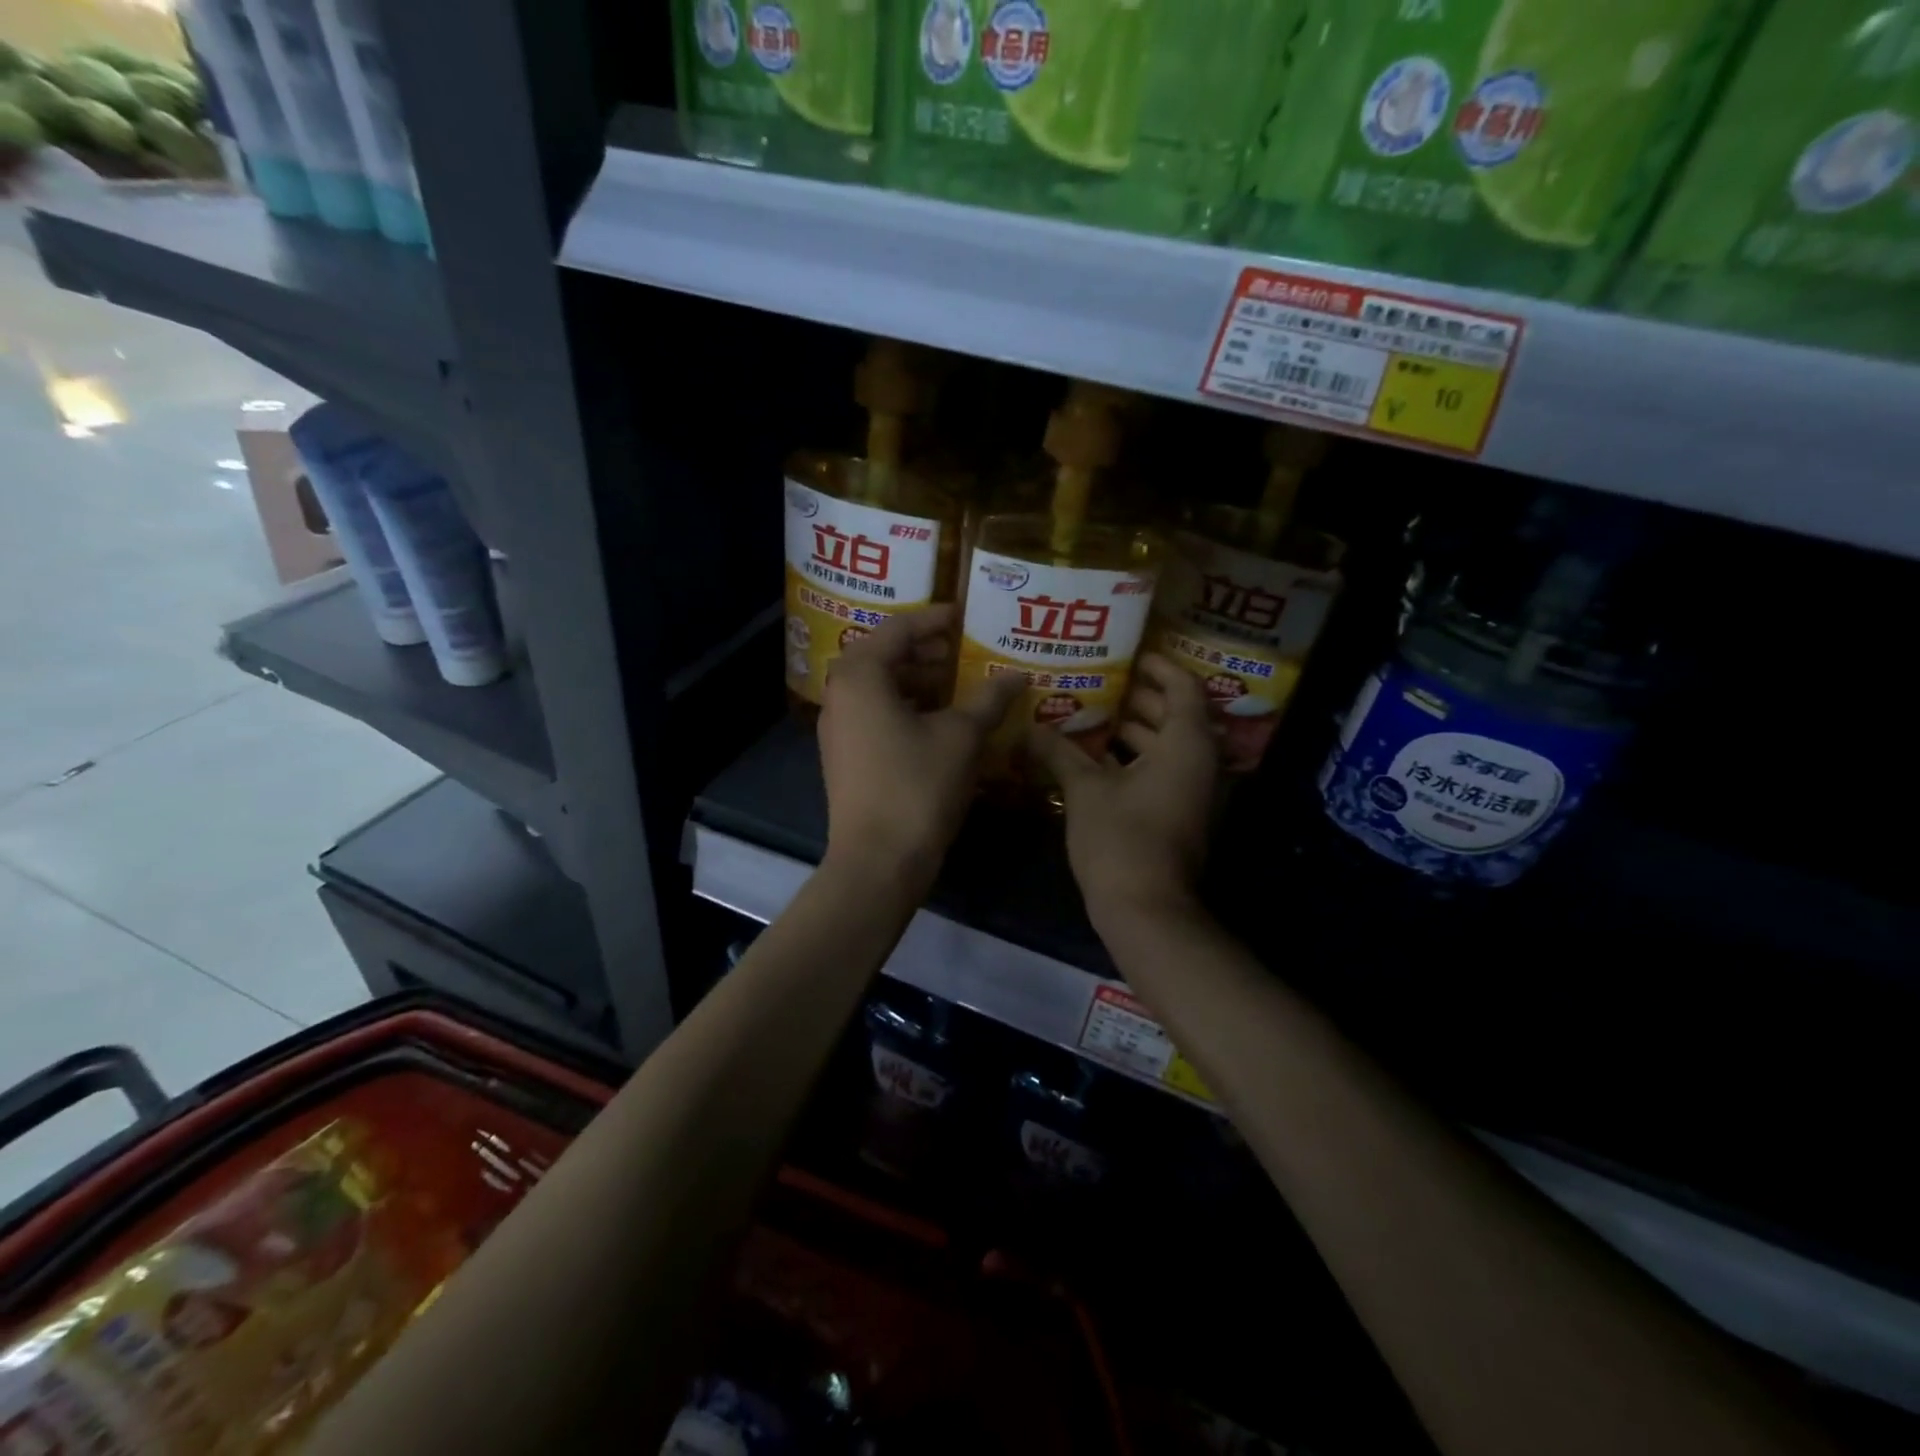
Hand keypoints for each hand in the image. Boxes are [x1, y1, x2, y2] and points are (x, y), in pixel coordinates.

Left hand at [818, 607, 1023, 891]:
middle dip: (927, 652)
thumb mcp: (961, 737)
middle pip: (885, 656)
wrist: (878, 861)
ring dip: (920, 682)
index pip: (898, 629)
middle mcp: (840, 694)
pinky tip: (942, 722)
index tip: (967, 617)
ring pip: (881, 688)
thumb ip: (989, 699)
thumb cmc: (918, 786)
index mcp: (861, 676)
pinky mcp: (845, 756)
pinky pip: (877, 715)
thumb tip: (1017, 675)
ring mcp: (838, 728)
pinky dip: (908, 709)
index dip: (936, 620)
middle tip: (967, 650)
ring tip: (961, 685)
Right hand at [1031, 654, 1218, 928]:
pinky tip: (1094, 757)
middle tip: (1101, 680)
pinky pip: (1159, 771)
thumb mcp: (1084, 789)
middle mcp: (1197, 763)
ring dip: (1135, 730)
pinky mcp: (1176, 814)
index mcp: (1185, 745)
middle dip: (1140, 697)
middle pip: (1175, 715)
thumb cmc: (1121, 839)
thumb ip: (1058, 752)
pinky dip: (1133, 758)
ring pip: (1166, 746)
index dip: (1160, 667)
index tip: (1131, 655)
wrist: (1146, 909)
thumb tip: (1027, 728)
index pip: (1184, 688)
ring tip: (1092, 713)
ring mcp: (1190, 792)